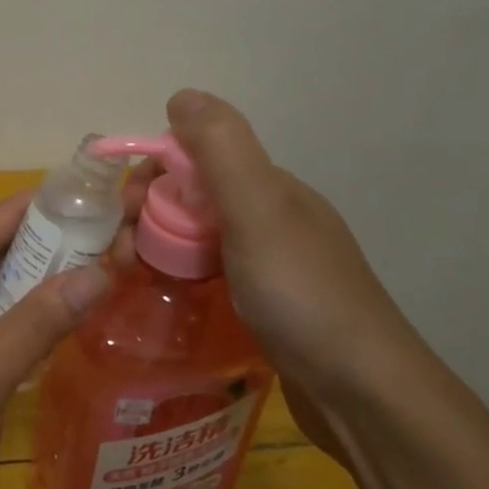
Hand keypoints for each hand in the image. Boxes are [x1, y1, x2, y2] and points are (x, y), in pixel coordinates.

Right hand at [118, 89, 425, 448]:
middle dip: (147, 215)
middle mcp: (270, 215)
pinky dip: (182, 274)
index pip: (192, 158)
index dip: (150, 175)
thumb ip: (220, 150)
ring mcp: (271, 261)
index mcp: (268, 187)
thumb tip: (181, 94)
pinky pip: (210, 271)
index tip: (123, 215)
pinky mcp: (267, 302)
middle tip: (123, 257)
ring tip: (133, 278)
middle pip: (190, 197)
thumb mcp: (257, 211)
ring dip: (158, 246)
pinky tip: (169, 295)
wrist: (365, 394)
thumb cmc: (302, 295)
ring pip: (197, 237)